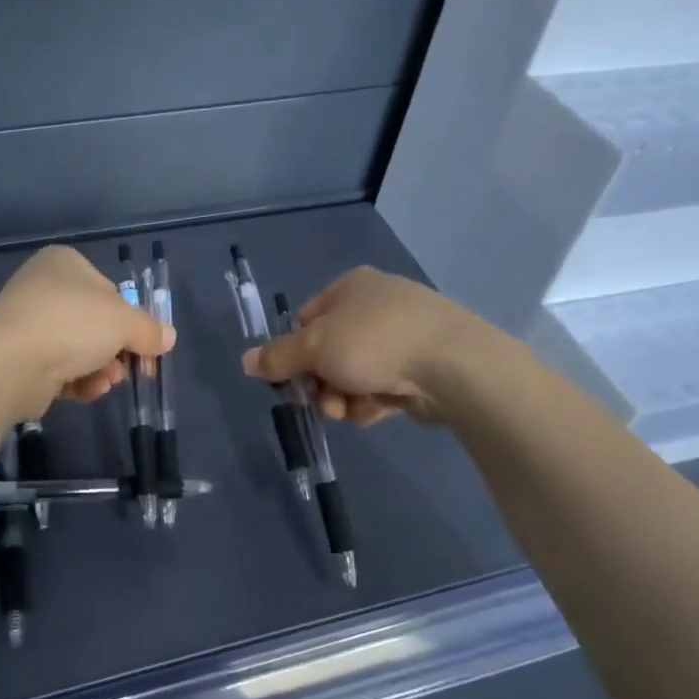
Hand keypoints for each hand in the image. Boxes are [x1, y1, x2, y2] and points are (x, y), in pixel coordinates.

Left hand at [0, 246, 174, 418]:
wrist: (10, 362)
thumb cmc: (72, 324)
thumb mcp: (124, 322)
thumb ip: (149, 329)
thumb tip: (167, 338)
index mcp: (65, 263)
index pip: (109, 290)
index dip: (131, 319)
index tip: (146, 344)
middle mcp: (43, 288)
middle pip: (95, 323)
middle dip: (116, 350)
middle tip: (131, 368)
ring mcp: (27, 324)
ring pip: (78, 349)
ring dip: (100, 369)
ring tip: (105, 381)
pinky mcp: (18, 359)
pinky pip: (58, 370)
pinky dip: (76, 381)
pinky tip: (85, 390)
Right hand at [240, 266, 496, 426]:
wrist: (453, 366)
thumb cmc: (374, 343)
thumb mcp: (314, 347)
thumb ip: (278, 357)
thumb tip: (245, 361)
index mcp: (351, 287)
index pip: (306, 320)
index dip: (294, 352)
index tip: (290, 379)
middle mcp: (377, 305)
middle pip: (329, 351)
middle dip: (320, 383)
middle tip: (321, 402)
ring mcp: (404, 335)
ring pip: (354, 374)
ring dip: (343, 398)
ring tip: (350, 410)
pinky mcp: (423, 366)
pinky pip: (382, 386)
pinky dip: (373, 402)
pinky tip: (378, 411)